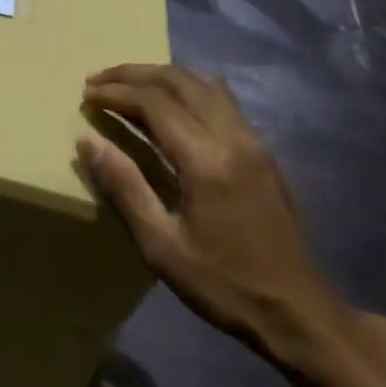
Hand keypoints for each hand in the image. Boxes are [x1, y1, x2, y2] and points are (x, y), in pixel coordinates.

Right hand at [76, 64, 349, 369]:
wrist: (299, 313)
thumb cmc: (225, 285)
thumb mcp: (162, 246)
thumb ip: (125, 187)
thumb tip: (87, 141)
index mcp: (206, 159)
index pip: (153, 101)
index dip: (116, 91)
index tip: (86, 94)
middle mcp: (231, 136)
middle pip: (177, 80)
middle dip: (133, 73)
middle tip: (98, 81)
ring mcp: (252, 139)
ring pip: (201, 81)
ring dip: (161, 75)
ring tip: (129, 84)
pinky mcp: (261, 149)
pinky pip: (219, 97)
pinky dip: (186, 86)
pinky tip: (170, 104)